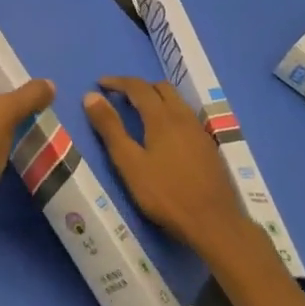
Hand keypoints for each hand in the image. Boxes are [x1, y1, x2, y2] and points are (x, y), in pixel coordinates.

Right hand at [84, 77, 248, 249]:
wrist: (213, 223)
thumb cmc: (164, 194)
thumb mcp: (129, 162)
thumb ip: (110, 128)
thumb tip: (91, 96)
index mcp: (162, 118)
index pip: (138, 87)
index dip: (118, 82)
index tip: (100, 83)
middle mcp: (184, 117)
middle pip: (162, 88)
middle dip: (139, 87)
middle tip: (119, 97)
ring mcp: (200, 132)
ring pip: (177, 102)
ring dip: (156, 98)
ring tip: (139, 113)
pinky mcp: (208, 147)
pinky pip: (186, 117)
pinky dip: (170, 113)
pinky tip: (164, 135)